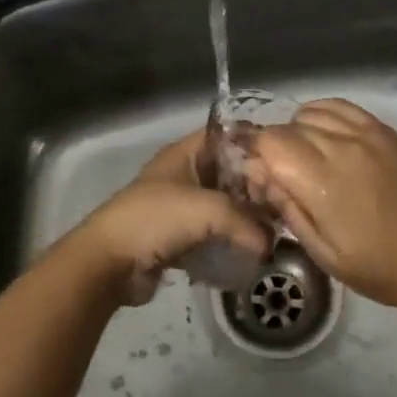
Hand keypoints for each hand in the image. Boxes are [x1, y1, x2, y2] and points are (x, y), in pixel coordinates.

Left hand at [57, 131, 273, 304]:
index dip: (255, 141)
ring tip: (276, 229)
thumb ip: (247, 222)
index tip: (287, 158)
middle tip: (288, 201)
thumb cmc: (156, 220)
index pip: (226, 134)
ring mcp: (180, 207)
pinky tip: (252, 252)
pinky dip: (230, 241)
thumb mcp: (208, 210)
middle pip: (229, 172)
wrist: (109, 262)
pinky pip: (212, 234)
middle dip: (256, 186)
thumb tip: (270, 244)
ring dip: (245, 218)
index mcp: (185, 154)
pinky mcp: (178, 238)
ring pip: (223, 206)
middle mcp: (184, 174)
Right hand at [244, 99, 396, 315]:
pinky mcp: (385, 130)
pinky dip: (321, 115)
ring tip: (303, 159)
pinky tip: (324, 137)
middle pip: (286, 127)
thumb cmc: (384, 268)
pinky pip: (340, 107)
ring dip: (296, 132)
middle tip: (278, 177)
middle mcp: (342, 147)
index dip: (253, 155)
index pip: (269, 142)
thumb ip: (288, 209)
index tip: (256, 179)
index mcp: (323, 182)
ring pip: (310, 112)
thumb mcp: (325, 255)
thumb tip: (260, 177)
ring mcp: (366, 133)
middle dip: (272, 148)